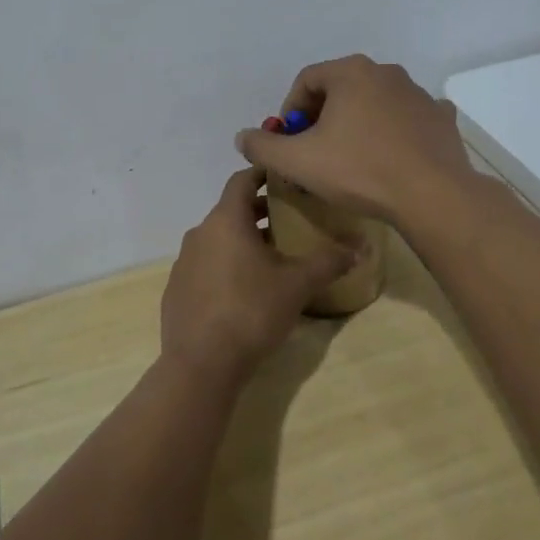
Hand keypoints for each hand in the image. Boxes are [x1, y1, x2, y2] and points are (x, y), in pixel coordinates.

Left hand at [160, 168, 358, 385]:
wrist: (201, 364)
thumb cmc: (251, 311)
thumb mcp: (298, 285)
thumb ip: (329, 261)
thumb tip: (363, 247)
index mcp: (226, 220)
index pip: (242, 180)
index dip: (264, 175)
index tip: (286, 179)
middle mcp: (200, 233)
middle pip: (231, 210)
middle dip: (259, 213)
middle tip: (290, 220)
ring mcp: (183, 262)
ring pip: (217, 239)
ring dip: (242, 241)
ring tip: (272, 257)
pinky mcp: (176, 289)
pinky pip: (205, 265)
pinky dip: (224, 266)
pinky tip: (244, 290)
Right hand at [233, 55, 478, 225]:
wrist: (431, 195)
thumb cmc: (359, 170)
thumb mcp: (297, 162)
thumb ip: (263, 146)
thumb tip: (243, 137)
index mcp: (351, 72)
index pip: (306, 81)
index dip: (290, 112)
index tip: (289, 143)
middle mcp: (386, 72)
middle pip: (341, 90)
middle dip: (323, 119)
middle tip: (315, 153)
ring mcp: (418, 94)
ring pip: (376, 104)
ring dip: (358, 125)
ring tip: (352, 161)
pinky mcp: (441, 118)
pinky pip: (408, 120)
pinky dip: (394, 133)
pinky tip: (390, 158)